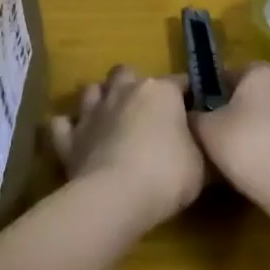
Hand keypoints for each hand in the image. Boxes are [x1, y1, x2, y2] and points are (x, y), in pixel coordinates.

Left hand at [50, 66, 205, 226]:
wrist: (115, 196)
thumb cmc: (167, 174)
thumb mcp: (203, 164)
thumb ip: (203, 146)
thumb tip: (207, 141)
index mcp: (160, 91)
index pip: (180, 82)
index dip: (188, 95)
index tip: (196, 111)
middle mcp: (123, 91)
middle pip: (126, 73)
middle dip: (133, 85)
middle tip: (144, 110)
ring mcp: (92, 113)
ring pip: (91, 90)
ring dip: (99, 99)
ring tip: (109, 117)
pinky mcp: (68, 138)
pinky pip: (62, 124)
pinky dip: (67, 128)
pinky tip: (75, 138)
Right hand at [190, 62, 269, 207]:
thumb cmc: (248, 148)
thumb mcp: (206, 132)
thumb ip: (196, 116)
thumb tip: (192, 112)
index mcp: (263, 73)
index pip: (237, 71)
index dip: (222, 89)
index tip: (212, 109)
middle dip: (259, 97)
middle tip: (242, 123)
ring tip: (266, 143)